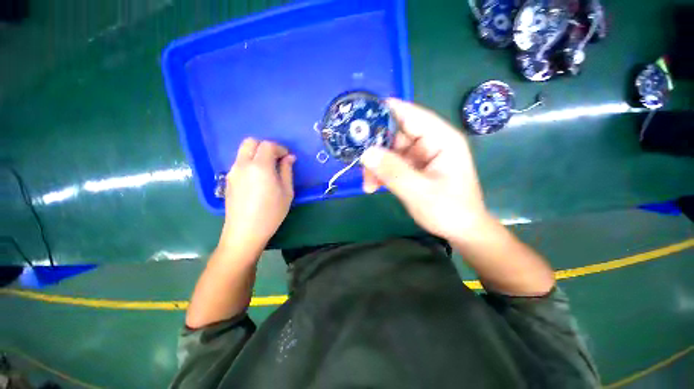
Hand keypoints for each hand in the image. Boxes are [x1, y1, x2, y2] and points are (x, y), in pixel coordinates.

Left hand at [220, 138, 295, 250]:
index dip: (280, 148)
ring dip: (257, 154)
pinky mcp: (228, 180)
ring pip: (243, 152)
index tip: (288, 157)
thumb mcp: (287, 192)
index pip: (268, 145)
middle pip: (250, 142)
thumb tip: (289, 157)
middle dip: (265, 146)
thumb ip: (287, 171)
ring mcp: (233, 172)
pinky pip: (239, 163)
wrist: (245, 232)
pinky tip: (257, 178)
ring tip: (268, 169)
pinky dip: (250, 162)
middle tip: (277, 159)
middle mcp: (243, 164)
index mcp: (260, 166)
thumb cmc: (271, 212)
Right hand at [361, 99, 491, 240]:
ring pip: (389, 152)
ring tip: (367, 184)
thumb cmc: (449, 210)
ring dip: (375, 166)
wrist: (460, 230)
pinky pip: (391, 164)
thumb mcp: (419, 191)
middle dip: (375, 148)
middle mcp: (429, 143)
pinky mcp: (413, 168)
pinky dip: (380, 174)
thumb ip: (393, 171)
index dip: (384, 111)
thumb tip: (366, 153)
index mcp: (440, 139)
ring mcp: (420, 156)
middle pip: (395, 134)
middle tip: (357, 160)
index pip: (410, 114)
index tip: (358, 115)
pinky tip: (373, 186)